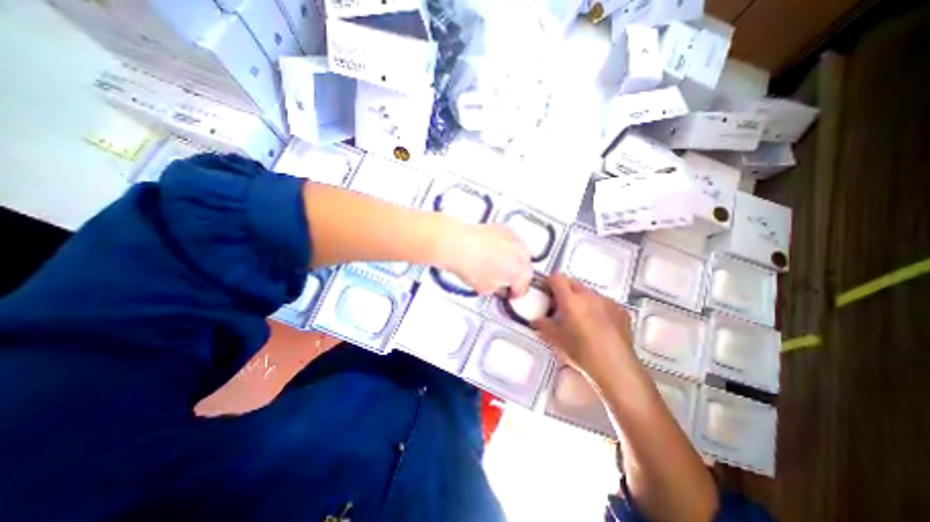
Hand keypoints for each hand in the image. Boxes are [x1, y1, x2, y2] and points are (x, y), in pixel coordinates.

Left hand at [441, 222, 529, 297]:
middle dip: (516, 274)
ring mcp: (514, 239)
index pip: (523, 288)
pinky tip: (494, 251)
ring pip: (520, 253)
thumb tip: (497, 285)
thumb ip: (498, 288)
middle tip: (504, 279)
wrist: (458, 245)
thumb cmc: (470, 264)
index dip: (515, 293)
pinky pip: (511, 241)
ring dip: (513, 259)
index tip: (510, 293)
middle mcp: (521, 254)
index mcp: (519, 272)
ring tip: (497, 264)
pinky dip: (505, 247)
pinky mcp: (504, 229)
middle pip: (525, 268)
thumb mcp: (485, 288)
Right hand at [531, 272, 640, 382]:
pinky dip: (598, 309)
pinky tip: (599, 327)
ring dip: (582, 300)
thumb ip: (543, 325)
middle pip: (573, 283)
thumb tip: (535, 320)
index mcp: (570, 300)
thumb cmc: (581, 352)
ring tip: (582, 319)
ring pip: (589, 293)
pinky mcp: (621, 310)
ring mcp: (607, 301)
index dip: (550, 283)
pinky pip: (604, 303)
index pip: (557, 278)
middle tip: (562, 308)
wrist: (616, 368)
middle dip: (565, 291)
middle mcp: (589, 295)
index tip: (548, 294)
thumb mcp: (556, 340)